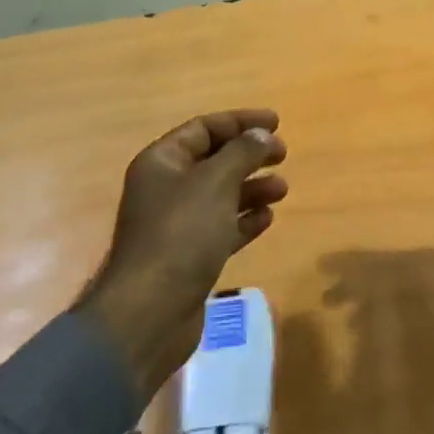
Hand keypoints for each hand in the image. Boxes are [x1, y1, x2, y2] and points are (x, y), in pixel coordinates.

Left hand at [76, 109, 287, 398]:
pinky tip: (268, 218)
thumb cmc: (181, 234)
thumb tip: (263, 135)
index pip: (203, 128)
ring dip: (252, 188)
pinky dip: (244, 220)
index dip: (240, 122)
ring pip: (220, 195)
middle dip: (249, 155)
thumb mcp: (215, 182)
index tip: (277, 123)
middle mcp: (166, 188)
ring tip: (283, 190)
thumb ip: (242, 153)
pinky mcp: (189, 256)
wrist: (151, 312)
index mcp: (162, 162)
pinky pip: (222, 227)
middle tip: (283, 155)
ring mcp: (176, 224)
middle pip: (213, 160)